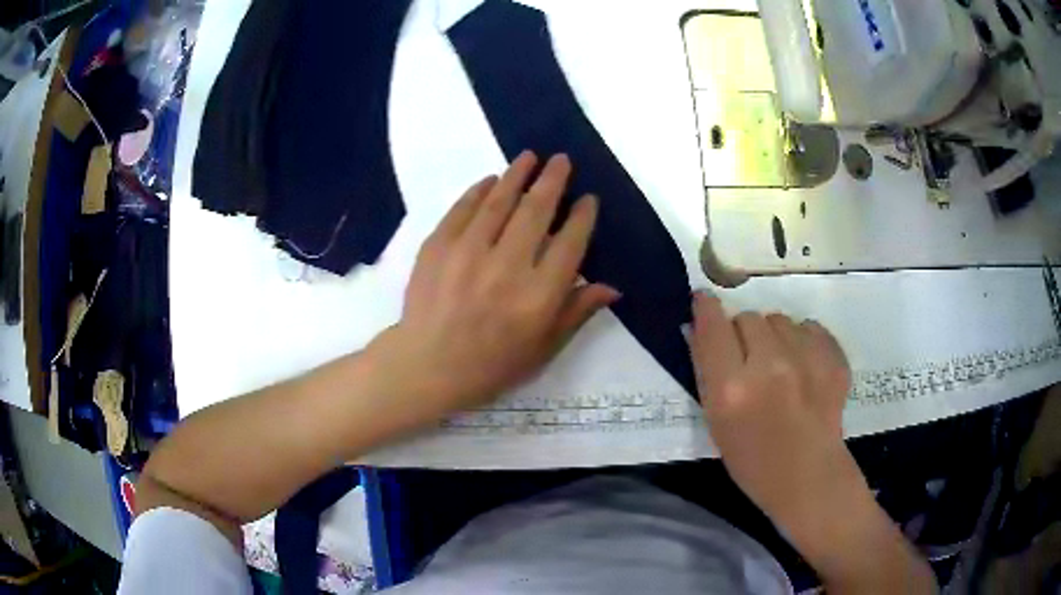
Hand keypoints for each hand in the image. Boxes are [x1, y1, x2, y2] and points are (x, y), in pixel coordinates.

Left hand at [374, 152, 619, 415]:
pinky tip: (491, 181)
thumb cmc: (491, 365)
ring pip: (499, 201)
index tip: (588, 199)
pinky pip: (463, 209)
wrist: (428, 366)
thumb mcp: (543, 349)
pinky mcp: (438, 247)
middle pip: (536, 211)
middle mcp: (507, 267)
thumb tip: (612, 287)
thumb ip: (576, 313)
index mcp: (538, 296)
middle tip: (561, 160)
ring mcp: (468, 253)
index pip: (569, 244)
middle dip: (553, 181)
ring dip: (517, 174)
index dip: (582, 217)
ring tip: (529, 156)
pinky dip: (478, 191)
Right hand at [688, 293, 858, 527]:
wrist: (809, 478)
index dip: (706, 308)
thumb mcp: (716, 422)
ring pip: (780, 319)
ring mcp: (808, 360)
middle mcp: (770, 366)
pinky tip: (804, 367)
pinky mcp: (834, 359)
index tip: (704, 302)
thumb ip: (706, 371)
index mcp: (732, 389)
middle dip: (743, 333)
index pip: (713, 325)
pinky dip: (803, 340)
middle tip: (749, 360)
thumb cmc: (753, 461)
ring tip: (781, 366)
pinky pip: (810, 327)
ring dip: (774, 335)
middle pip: (748, 317)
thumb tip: (697, 326)